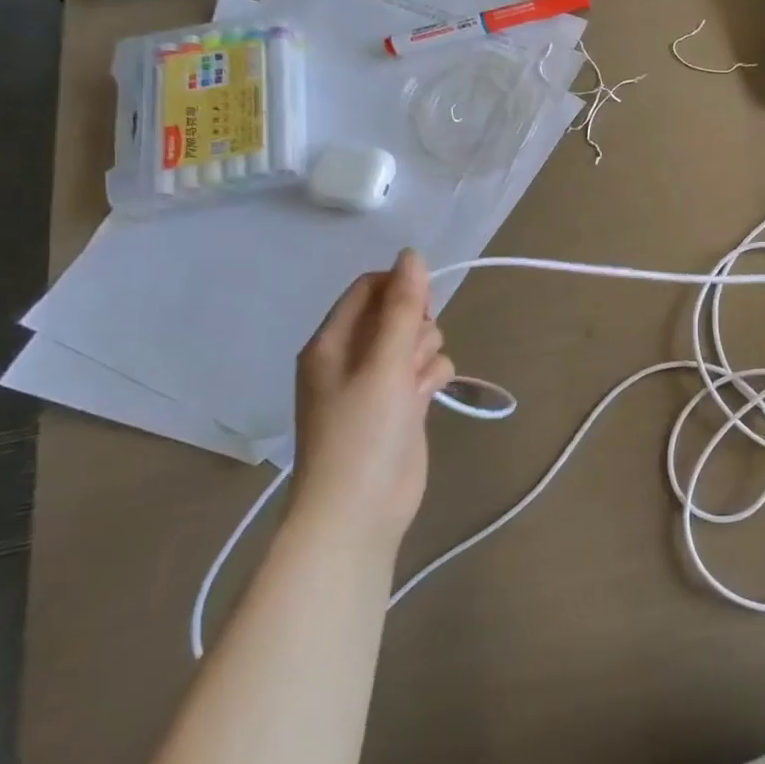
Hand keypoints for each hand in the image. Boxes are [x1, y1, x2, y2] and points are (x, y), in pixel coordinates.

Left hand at [291, 249, 454, 551]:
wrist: (359, 509)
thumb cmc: (363, 432)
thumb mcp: (384, 364)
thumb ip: (402, 308)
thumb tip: (411, 254)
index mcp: (332, 341)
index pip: (368, 289)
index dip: (401, 289)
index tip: (422, 308)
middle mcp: (352, 356)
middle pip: (399, 313)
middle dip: (417, 327)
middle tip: (411, 357)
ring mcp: (377, 382)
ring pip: (418, 342)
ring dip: (427, 355)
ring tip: (417, 386)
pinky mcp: (400, 405)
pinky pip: (426, 370)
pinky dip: (432, 378)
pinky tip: (427, 398)